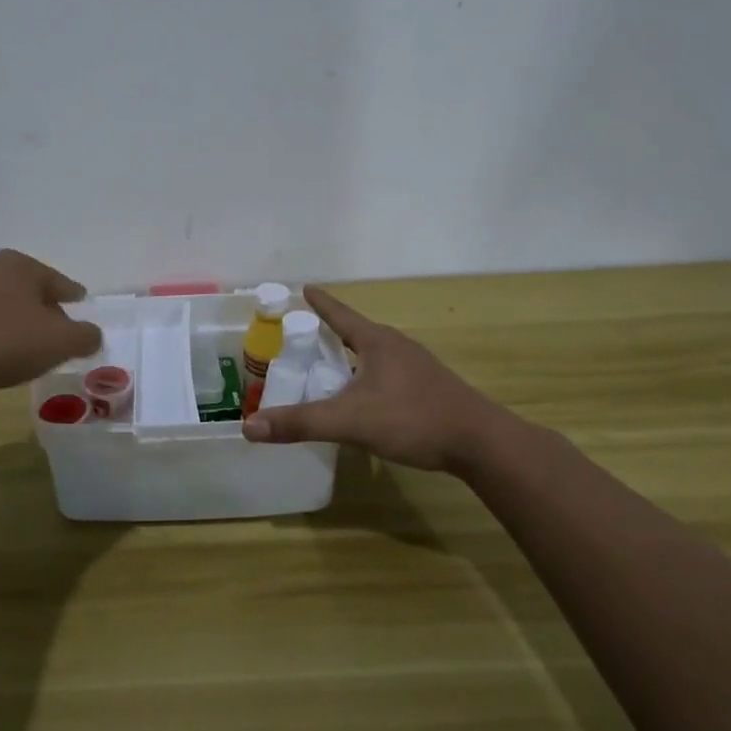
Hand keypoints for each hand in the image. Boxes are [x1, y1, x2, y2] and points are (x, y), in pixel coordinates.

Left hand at [0, 250, 101, 396]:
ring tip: (26, 351)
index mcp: (21, 265)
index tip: (82, 317)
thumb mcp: (59, 342)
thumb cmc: (4, 342)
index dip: (76, 302)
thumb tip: (92, 334)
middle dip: (46, 313)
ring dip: (18, 325)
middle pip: (32, 292)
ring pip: (4, 306)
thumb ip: (85, 336)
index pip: (62, 284)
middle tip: (58, 339)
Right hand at [242, 286, 518, 475]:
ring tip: (329, 370)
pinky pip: (388, 374)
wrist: (481, 443)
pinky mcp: (429, 388)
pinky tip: (364, 399)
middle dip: (330, 333)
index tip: (304, 287)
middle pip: (355, 333)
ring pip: (373, 355)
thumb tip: (250, 426)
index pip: (340, 314)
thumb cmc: (412, 419)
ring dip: (350, 358)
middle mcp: (397, 346)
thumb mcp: (350, 421)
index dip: (319, 302)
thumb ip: (301, 423)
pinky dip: (367, 378)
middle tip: (304, 339)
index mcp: (376, 342)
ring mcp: (417, 367)